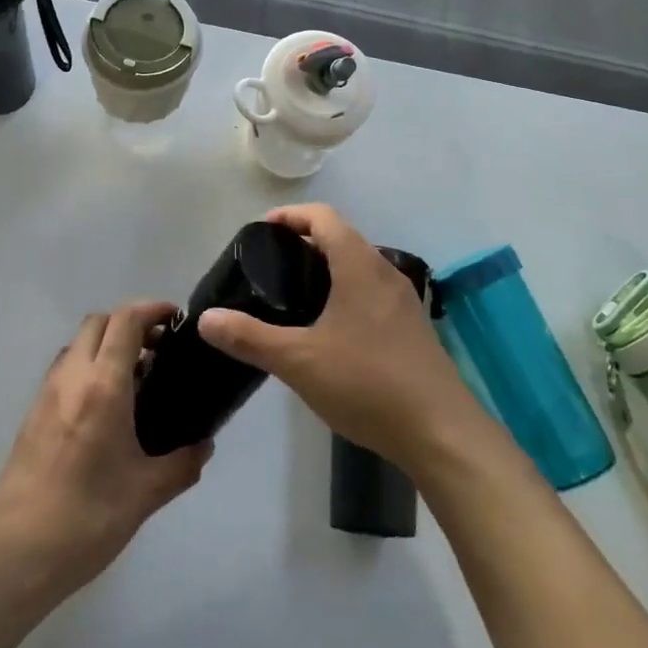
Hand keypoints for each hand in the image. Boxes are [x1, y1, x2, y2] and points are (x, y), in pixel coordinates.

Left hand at [0, 302, 210, 598]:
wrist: (13, 560)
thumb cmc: (86, 520)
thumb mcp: (146, 493)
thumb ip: (183, 463)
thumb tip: (205, 445)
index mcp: (102, 386)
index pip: (125, 321)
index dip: (152, 309)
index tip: (176, 319)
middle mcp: (71, 379)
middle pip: (98, 323)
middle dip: (130, 323)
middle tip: (159, 348)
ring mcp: (45, 396)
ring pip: (77, 344)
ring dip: (106, 345)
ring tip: (136, 378)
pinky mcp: (31, 417)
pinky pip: (64, 371)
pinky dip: (88, 368)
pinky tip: (106, 409)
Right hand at [198, 204, 487, 471]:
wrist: (441, 432)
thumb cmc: (368, 384)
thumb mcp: (299, 361)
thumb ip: (250, 338)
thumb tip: (206, 319)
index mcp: (360, 265)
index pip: (323, 217)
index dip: (291, 216)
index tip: (263, 230)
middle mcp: (385, 272)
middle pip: (343, 237)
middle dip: (306, 241)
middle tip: (271, 265)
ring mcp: (404, 300)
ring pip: (360, 265)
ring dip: (329, 267)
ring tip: (295, 295)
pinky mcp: (413, 326)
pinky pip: (373, 291)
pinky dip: (347, 290)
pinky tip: (330, 328)